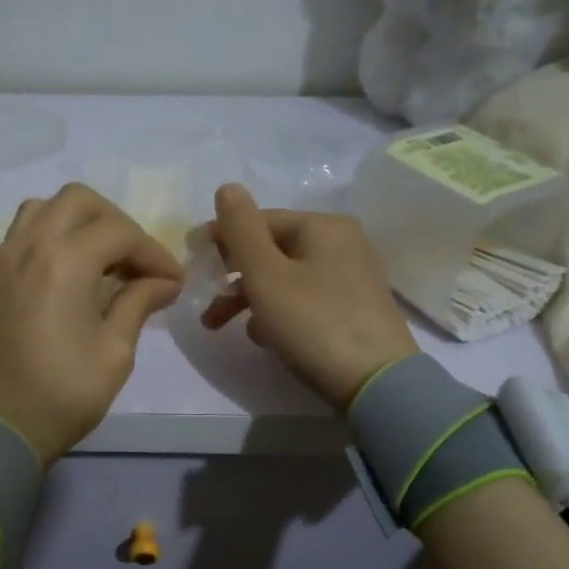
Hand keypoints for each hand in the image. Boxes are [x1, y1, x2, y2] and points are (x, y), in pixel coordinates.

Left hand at [0, 183, 182, 464]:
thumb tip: (163, 281)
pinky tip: (72, 273)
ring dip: (80, 222)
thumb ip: (138, 304)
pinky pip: (24, 233)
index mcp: (65, 260)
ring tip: (103, 260)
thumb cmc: (60, 395)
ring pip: (45, 209)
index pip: (120, 233)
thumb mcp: (114, 353)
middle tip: (137, 262)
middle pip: (79, 201)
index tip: (173, 283)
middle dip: (117, 223)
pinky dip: (53, 236)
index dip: (154, 253)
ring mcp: (4, 259)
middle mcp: (30, 245)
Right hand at [200, 183, 418, 409]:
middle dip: (233, 277)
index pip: (259, 221)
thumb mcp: (265, 275)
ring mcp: (352, 276)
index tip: (192, 263)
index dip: (221, 239)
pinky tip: (266, 337)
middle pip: (272, 250)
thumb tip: (227, 187)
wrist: (376, 382)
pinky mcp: (355, 307)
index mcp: (322, 226)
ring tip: (225, 328)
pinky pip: (305, 298)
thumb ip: (241, 229)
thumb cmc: (313, 323)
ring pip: (286, 277)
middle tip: (205, 304)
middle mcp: (342, 242)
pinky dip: (279, 312)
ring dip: (250, 298)